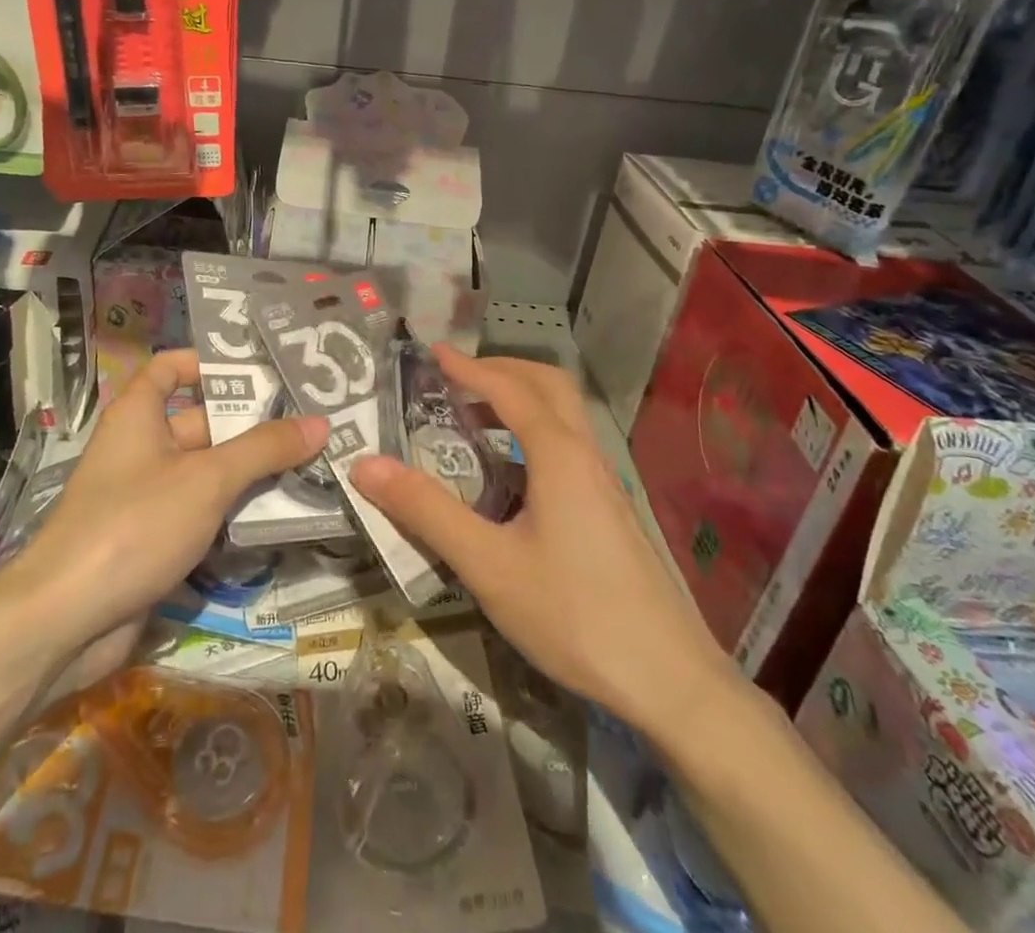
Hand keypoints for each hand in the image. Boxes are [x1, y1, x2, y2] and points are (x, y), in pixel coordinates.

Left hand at [8, 349, 326, 653]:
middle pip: (202, 422)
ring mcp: (146, 496)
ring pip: (207, 472)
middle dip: (252, 425)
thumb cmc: (134, 525)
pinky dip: (234, 512)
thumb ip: (264, 449)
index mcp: (139, 415)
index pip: (171, 368)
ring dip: (251, 472)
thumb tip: (320, 422)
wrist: (65, 620)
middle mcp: (141, 447)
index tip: (262, 371)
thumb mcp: (207, 479)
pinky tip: (282, 515)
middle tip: (312, 423)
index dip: (210, 364)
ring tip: (313, 465)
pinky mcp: (153, 539)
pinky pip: (201, 512)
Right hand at [349, 347, 737, 732]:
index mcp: (558, 454)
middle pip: (549, 386)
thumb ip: (426, 511)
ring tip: (478, 415)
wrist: (669, 681)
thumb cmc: (573, 614)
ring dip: (522, 399)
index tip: (434, 352)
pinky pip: (570, 445)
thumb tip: (365, 464)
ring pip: (566, 416)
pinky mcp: (612, 512)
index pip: (509, 389)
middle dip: (503, 370)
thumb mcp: (488, 564)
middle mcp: (585, 455)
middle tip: (458, 377)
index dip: (469, 367)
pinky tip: (513, 473)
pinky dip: (536, 431)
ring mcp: (605, 484)